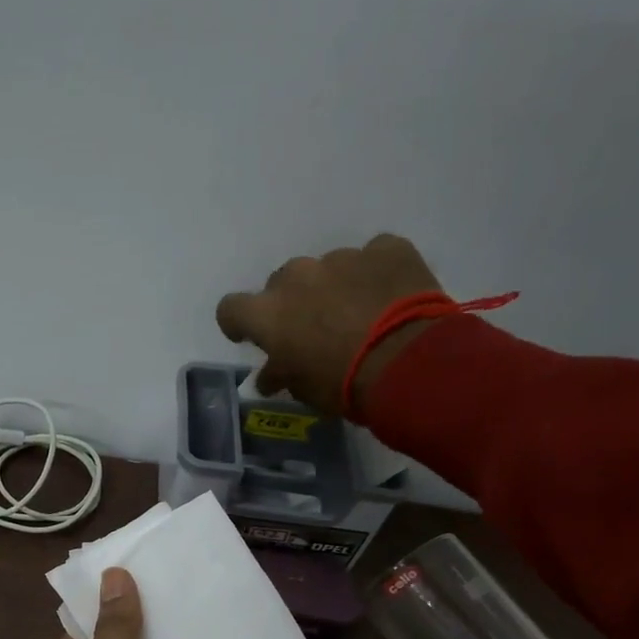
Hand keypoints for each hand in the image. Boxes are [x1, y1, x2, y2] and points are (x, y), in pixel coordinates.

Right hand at [215, 234, 445, 418]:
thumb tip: (269, 376)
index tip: (253, 336)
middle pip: (282, 283)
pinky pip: (372, 256)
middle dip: (292, 302)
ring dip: (334, 287)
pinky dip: (374, 272)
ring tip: (359, 313)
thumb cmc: (341, 383)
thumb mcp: (302, 389)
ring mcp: (342, 258)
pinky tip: (389, 295)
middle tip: (313, 328)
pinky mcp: (385, 249)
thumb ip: (280, 375)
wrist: (408, 363)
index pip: (230, 308)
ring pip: (327, 269)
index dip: (239, 322)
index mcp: (268, 313)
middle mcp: (297, 277)